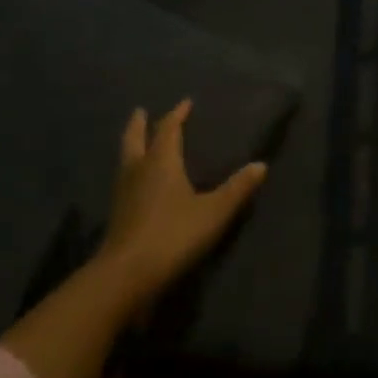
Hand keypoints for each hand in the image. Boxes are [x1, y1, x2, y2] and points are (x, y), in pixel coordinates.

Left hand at [95, 100, 267, 317]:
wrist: (126, 275)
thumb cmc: (173, 235)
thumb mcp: (214, 212)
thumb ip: (237, 188)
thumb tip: (261, 165)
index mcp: (161, 162)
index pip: (168, 129)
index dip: (176, 115)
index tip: (185, 102)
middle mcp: (138, 170)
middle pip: (135, 139)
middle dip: (139, 124)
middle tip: (140, 111)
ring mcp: (123, 193)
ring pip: (125, 159)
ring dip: (131, 145)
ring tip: (137, 141)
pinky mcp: (116, 215)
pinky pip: (123, 180)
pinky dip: (129, 169)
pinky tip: (135, 181)